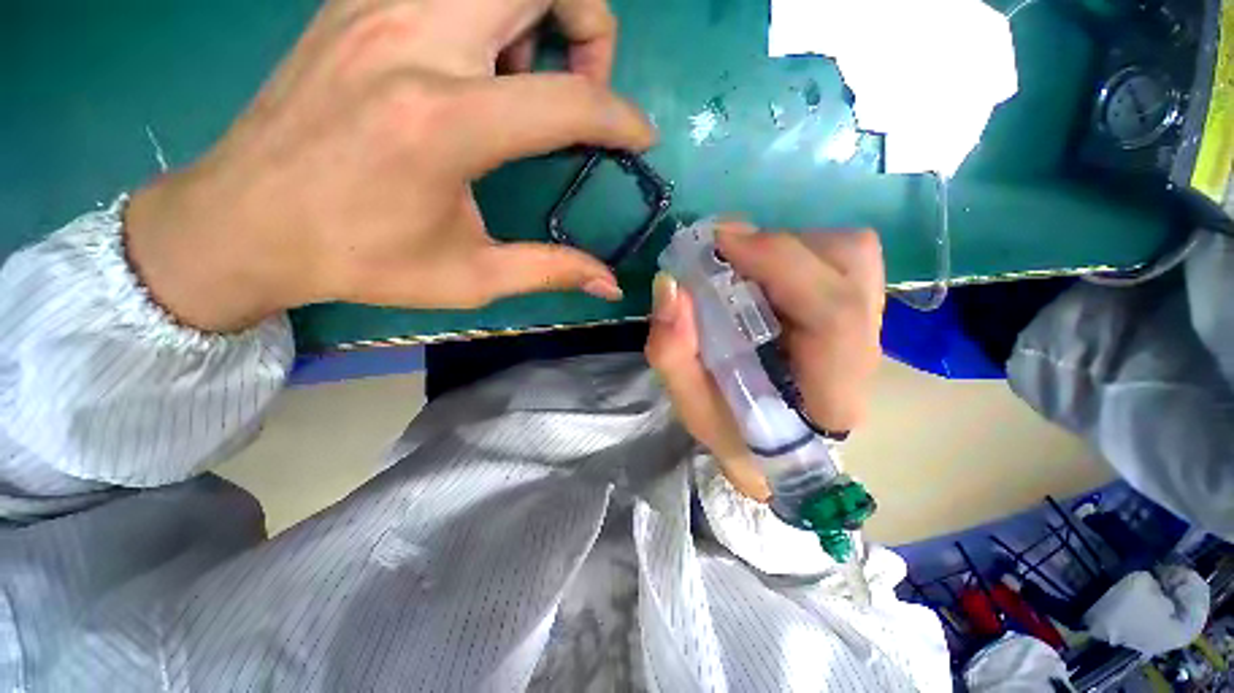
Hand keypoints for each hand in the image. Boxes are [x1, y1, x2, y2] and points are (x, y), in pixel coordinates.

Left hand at [125, 0, 653, 331]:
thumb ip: (551, 271)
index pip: (571, 100)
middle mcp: (414, 40)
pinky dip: (490, 10)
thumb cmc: (360, 260)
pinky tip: (475, 64)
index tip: (640, 139)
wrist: (243, 222)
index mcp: (445, 123)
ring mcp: (377, 5)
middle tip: (581, 81)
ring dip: (538, 12)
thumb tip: (609, 285)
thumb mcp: (470, 278)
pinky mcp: (356, 1)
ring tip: (527, 77)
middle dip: (589, 21)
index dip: (623, 119)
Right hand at [645, 222, 884, 500]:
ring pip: (850, 253)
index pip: (834, 314)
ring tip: (743, 267)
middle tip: (722, 253)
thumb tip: (670, 285)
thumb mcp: (692, 405)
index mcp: (833, 393)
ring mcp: (869, 327)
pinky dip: (795, 252)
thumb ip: (673, 352)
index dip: (780, 264)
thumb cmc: (735, 434)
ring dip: (788, 248)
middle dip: (778, 249)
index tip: (719, 243)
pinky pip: (840, 258)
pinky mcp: (859, 311)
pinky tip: (762, 275)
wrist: (777, 448)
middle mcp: (865, 352)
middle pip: (850, 265)